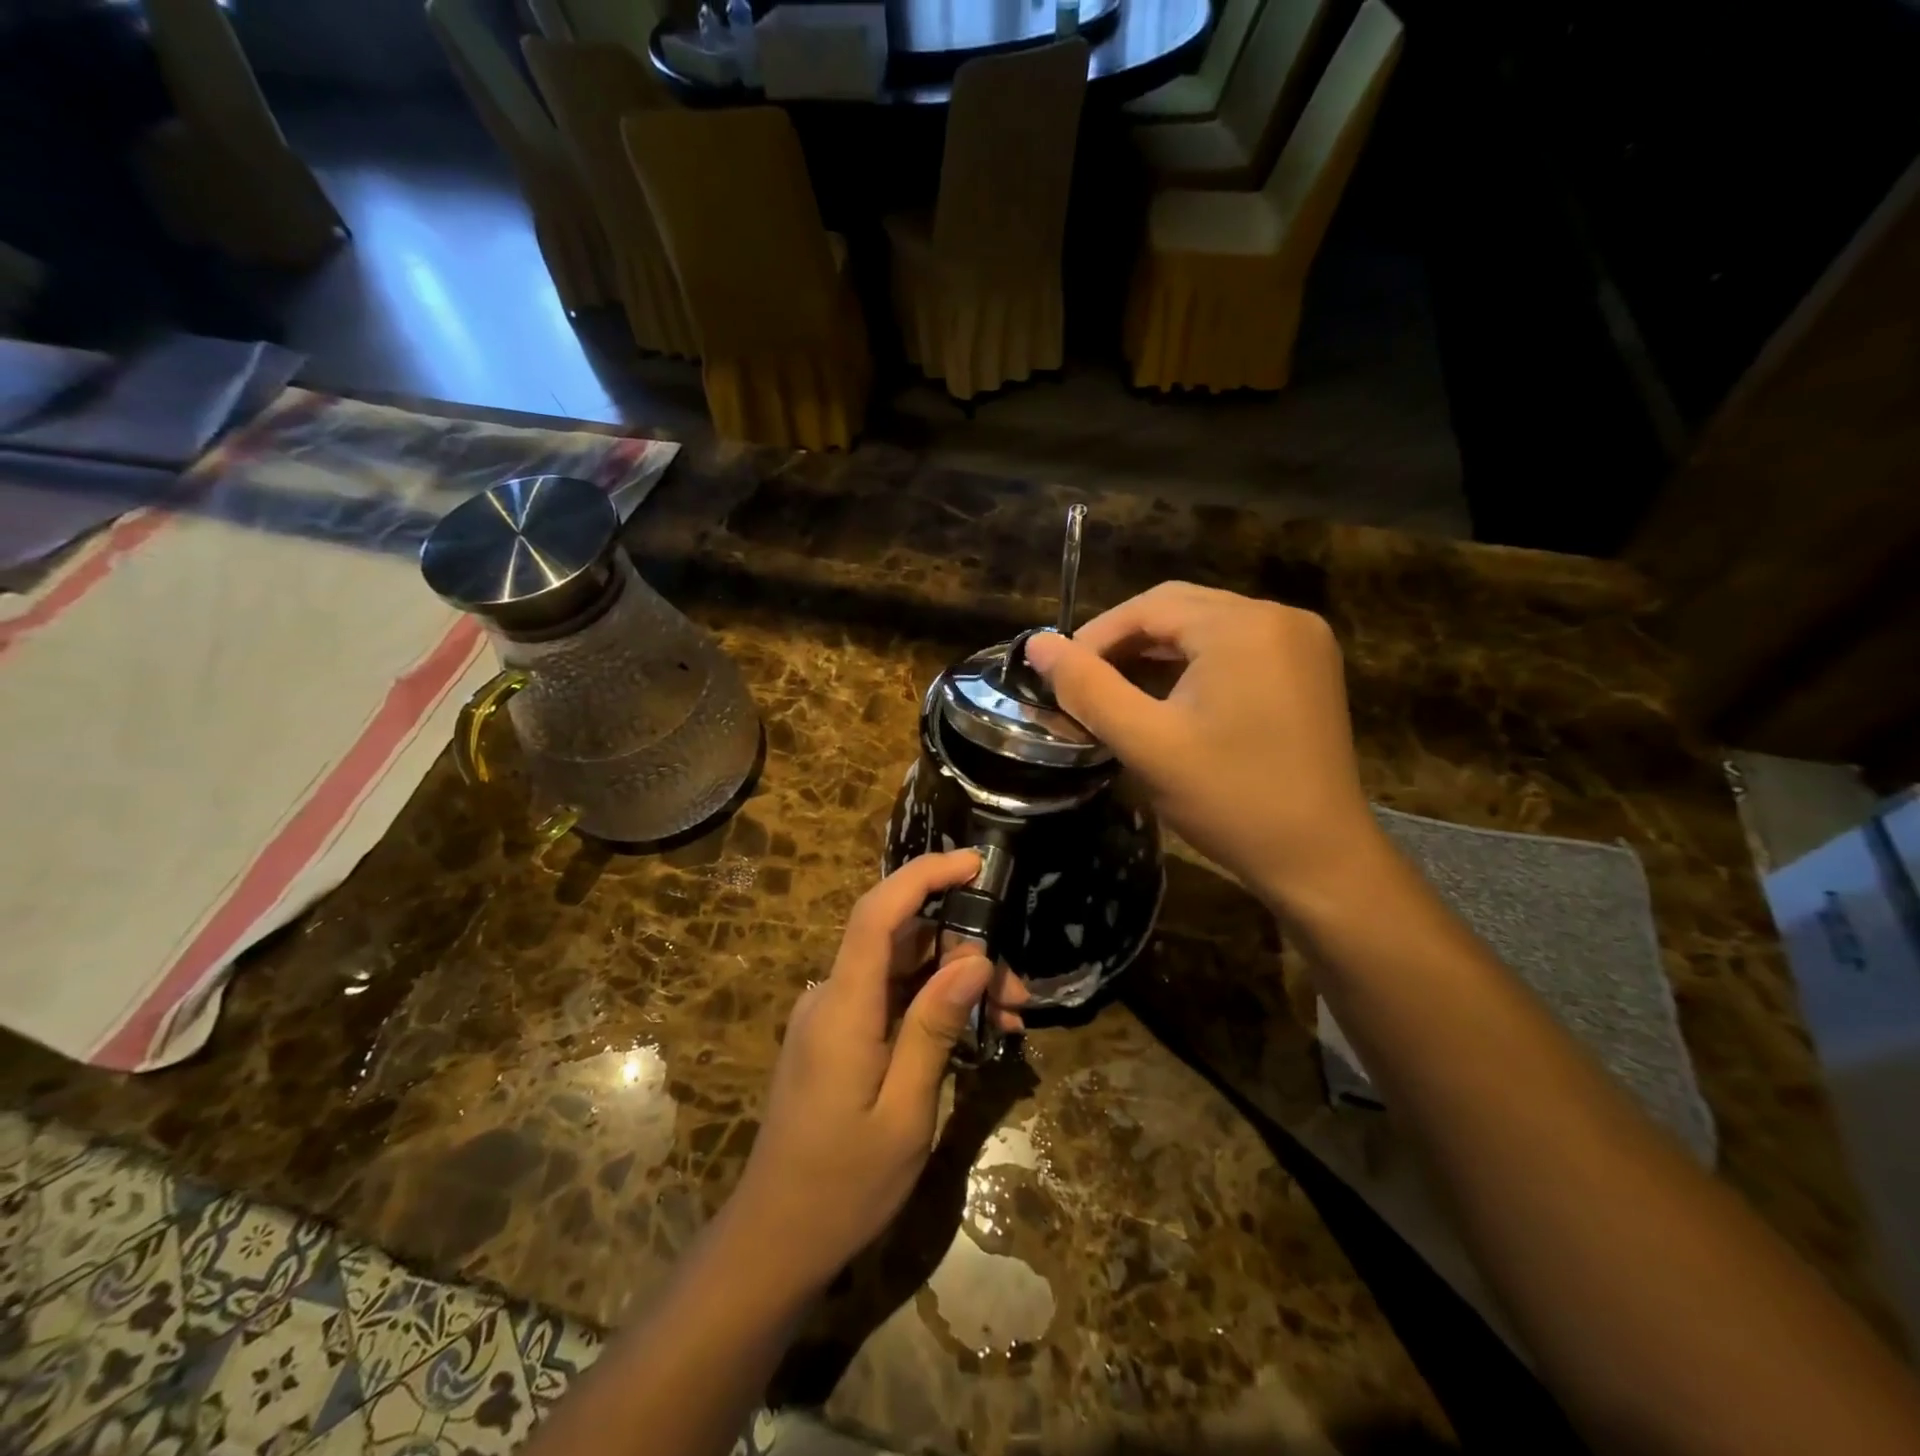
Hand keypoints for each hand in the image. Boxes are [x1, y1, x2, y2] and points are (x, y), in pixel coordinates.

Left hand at [728, 851, 1028, 1296]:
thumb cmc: (842, 1187)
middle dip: (963, 948)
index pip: (878, 913)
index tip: (975, 864)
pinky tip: (973, 1031)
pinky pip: (888, 998)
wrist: (774, 1241)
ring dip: (954, 980)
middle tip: (1017, 990)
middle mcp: (830, 996)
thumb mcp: (904, 1113)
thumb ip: (934, 1028)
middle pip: (900, 941)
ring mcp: (831, 1016)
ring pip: (899, 970)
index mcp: (842, 1007)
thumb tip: (974, 959)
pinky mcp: (836, 1036)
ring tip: (1009, 1016)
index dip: (924, 875)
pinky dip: (931, 1004)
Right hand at [1024, 582, 1383, 915]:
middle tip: (1086, 683)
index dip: (1097, 636)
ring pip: (1207, 626)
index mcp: (1243, 626)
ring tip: (1118, 690)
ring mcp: (1302, 641)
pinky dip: (1195, 663)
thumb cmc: (1230, 800)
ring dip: (1158, 652)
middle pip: (1180, 609)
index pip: (1150, 607)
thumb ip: (1087, 689)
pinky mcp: (1309, 668)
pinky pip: (1237, 646)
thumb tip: (1037, 644)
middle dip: (1126, 640)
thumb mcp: (1147, 744)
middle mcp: (1279, 617)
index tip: (1060, 674)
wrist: (1319, 859)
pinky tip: (1170, 697)